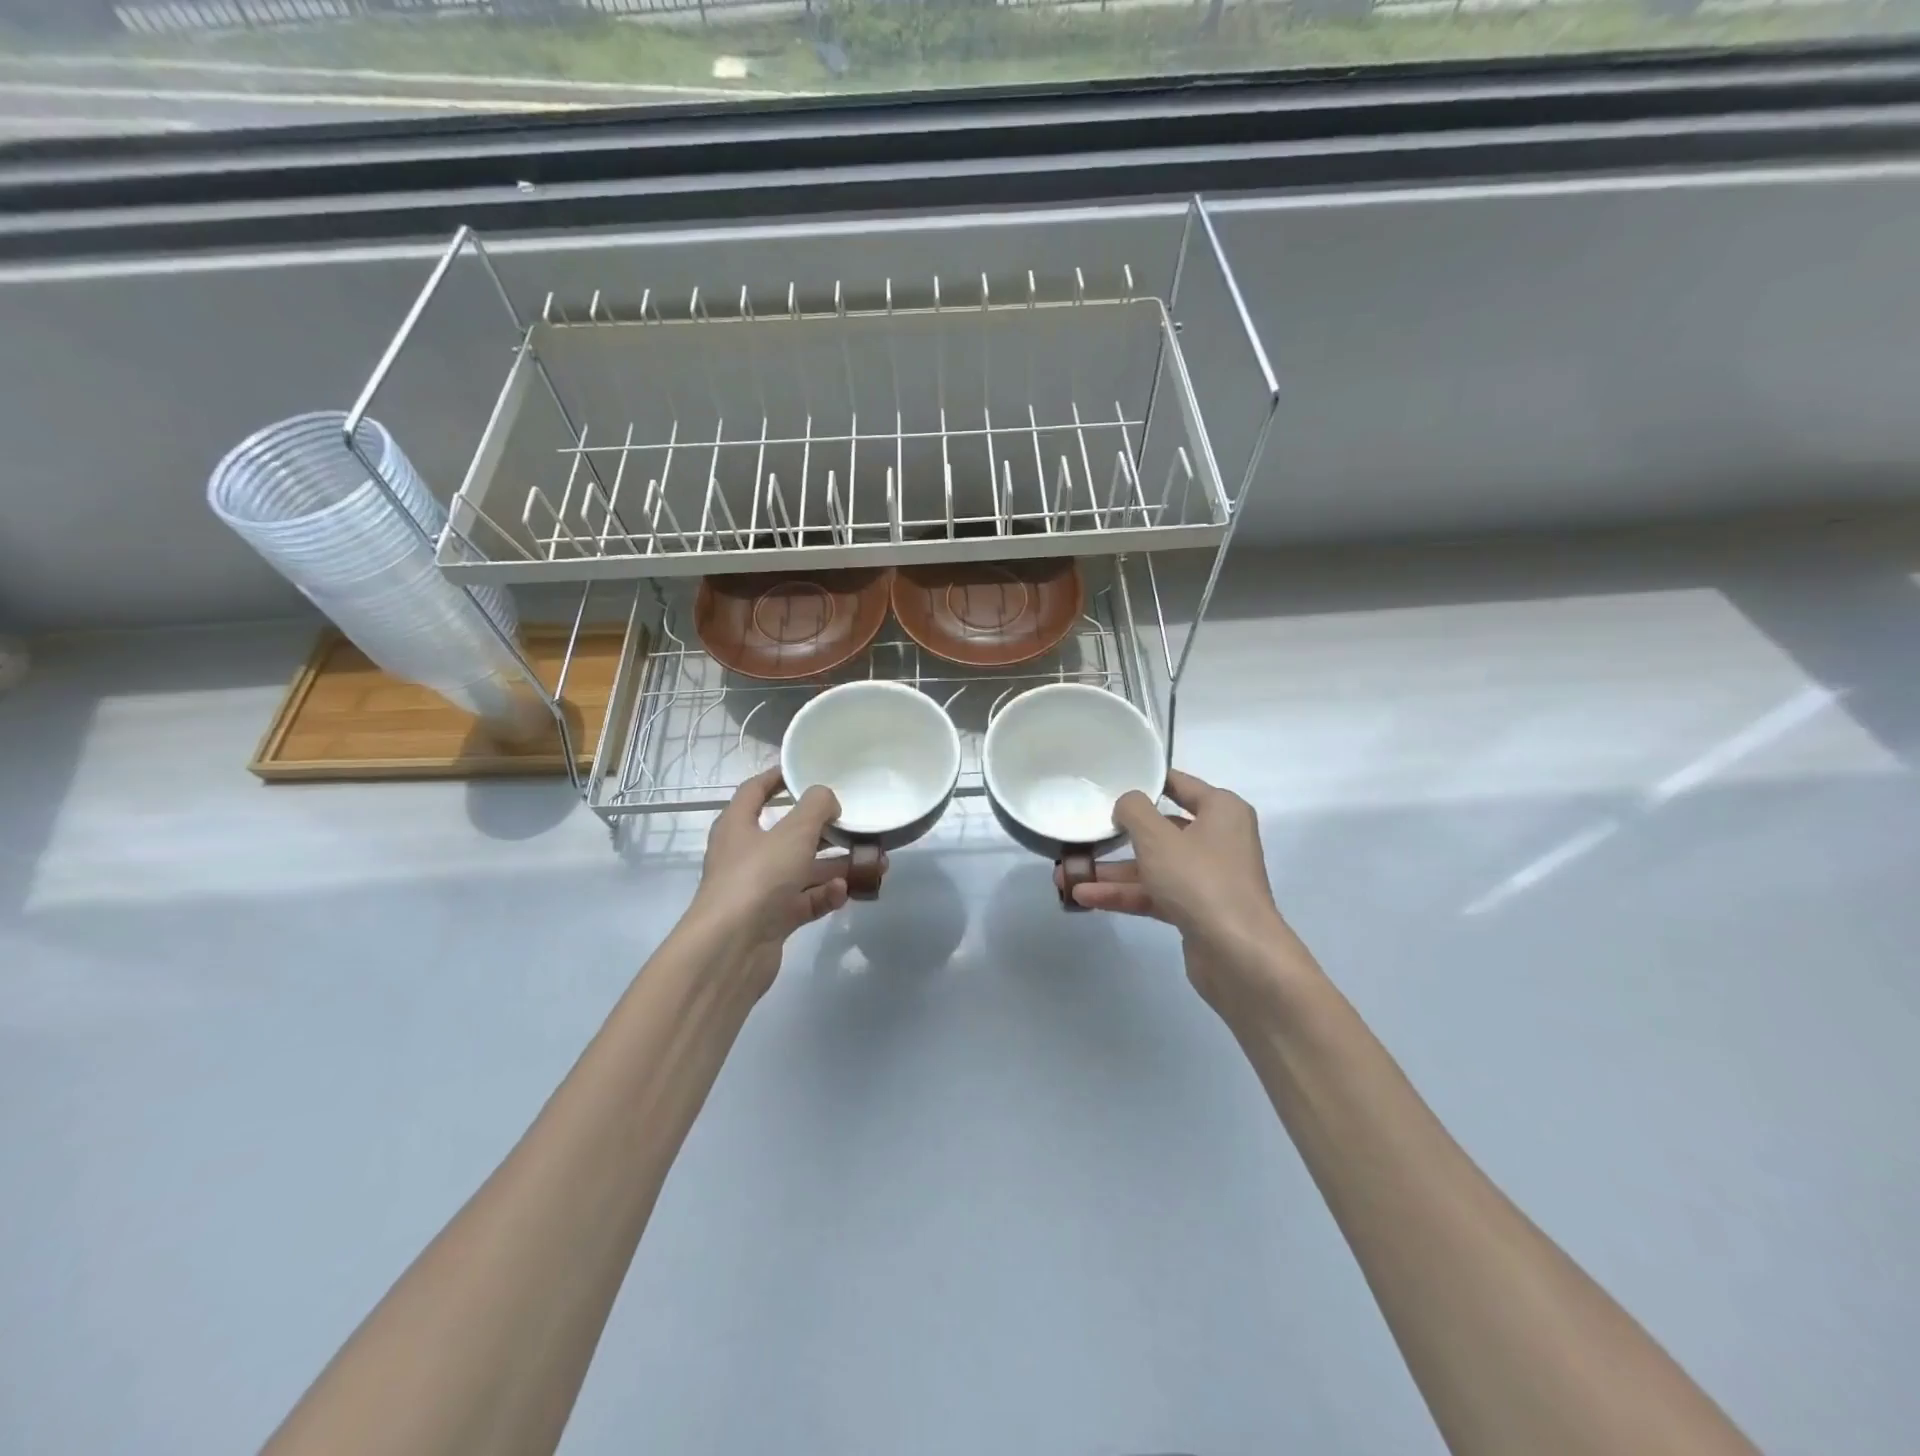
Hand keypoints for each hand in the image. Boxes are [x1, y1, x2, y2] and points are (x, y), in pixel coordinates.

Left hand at [687, 768, 864, 997]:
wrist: (731, 949)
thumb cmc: (758, 878)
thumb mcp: (793, 832)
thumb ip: (816, 807)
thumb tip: (827, 799)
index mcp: (738, 825)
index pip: (755, 791)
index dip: (778, 777)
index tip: (806, 770)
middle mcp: (746, 855)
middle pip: (789, 834)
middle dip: (825, 830)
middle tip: (856, 824)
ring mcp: (760, 890)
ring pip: (803, 870)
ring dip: (836, 866)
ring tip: (874, 863)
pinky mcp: (773, 920)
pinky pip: (806, 901)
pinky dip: (825, 896)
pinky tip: (844, 893)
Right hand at [1059, 769, 1318, 1015]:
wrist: (1238, 954)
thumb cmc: (1200, 879)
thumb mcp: (1158, 837)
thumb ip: (1134, 811)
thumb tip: (1126, 803)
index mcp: (1221, 810)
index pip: (1178, 784)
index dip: (1145, 781)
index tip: (1109, 782)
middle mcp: (1217, 839)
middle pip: (1160, 829)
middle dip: (1117, 836)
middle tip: (1081, 834)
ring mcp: (1206, 877)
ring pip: (1152, 866)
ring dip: (1111, 872)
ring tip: (1065, 875)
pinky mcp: (1195, 909)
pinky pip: (1153, 894)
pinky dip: (1123, 894)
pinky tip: (1085, 897)